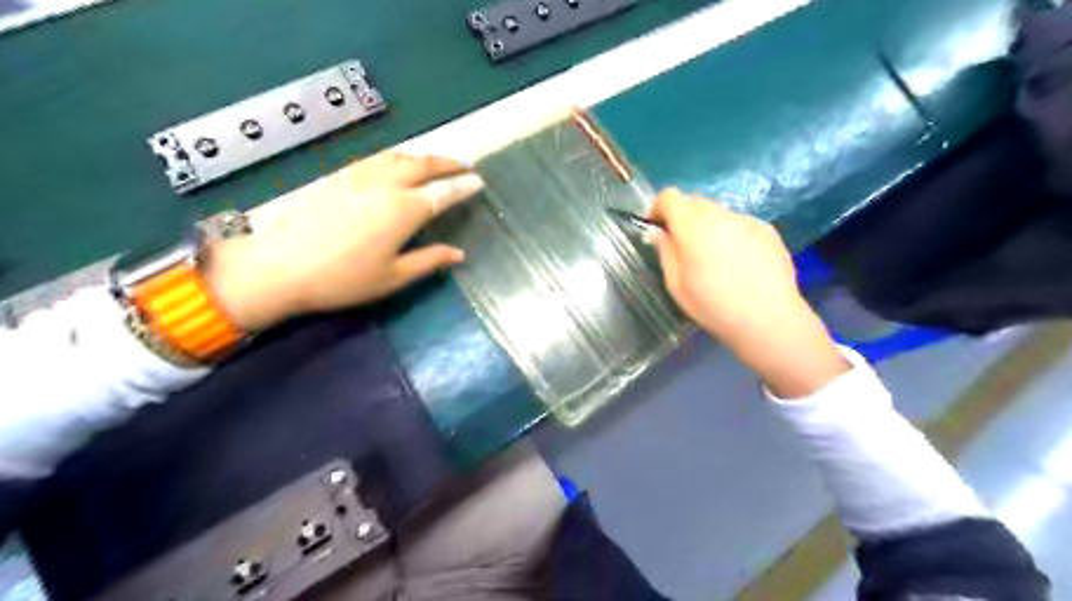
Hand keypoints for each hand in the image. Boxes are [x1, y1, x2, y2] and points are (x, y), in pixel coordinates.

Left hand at [204, 150, 481, 328]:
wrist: (279, 266)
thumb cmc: (342, 279)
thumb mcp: (393, 277)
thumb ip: (429, 261)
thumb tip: (459, 254)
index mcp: (404, 210)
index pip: (443, 193)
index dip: (463, 187)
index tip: (478, 183)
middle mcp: (386, 185)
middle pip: (424, 165)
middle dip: (448, 163)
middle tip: (465, 166)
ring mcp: (359, 176)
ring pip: (400, 156)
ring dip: (424, 156)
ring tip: (437, 162)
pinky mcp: (339, 175)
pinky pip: (377, 157)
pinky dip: (398, 156)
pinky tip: (397, 163)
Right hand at [648, 188, 850, 399]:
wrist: (769, 319)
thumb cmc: (714, 307)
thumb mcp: (677, 285)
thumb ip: (665, 252)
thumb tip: (658, 232)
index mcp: (693, 227)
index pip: (670, 197)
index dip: (658, 207)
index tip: (656, 227)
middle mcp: (721, 216)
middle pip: (695, 202)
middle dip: (683, 217)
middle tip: (683, 245)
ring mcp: (747, 220)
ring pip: (719, 213)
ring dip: (708, 227)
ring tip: (714, 258)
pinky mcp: (768, 230)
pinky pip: (740, 224)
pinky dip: (731, 235)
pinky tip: (739, 264)